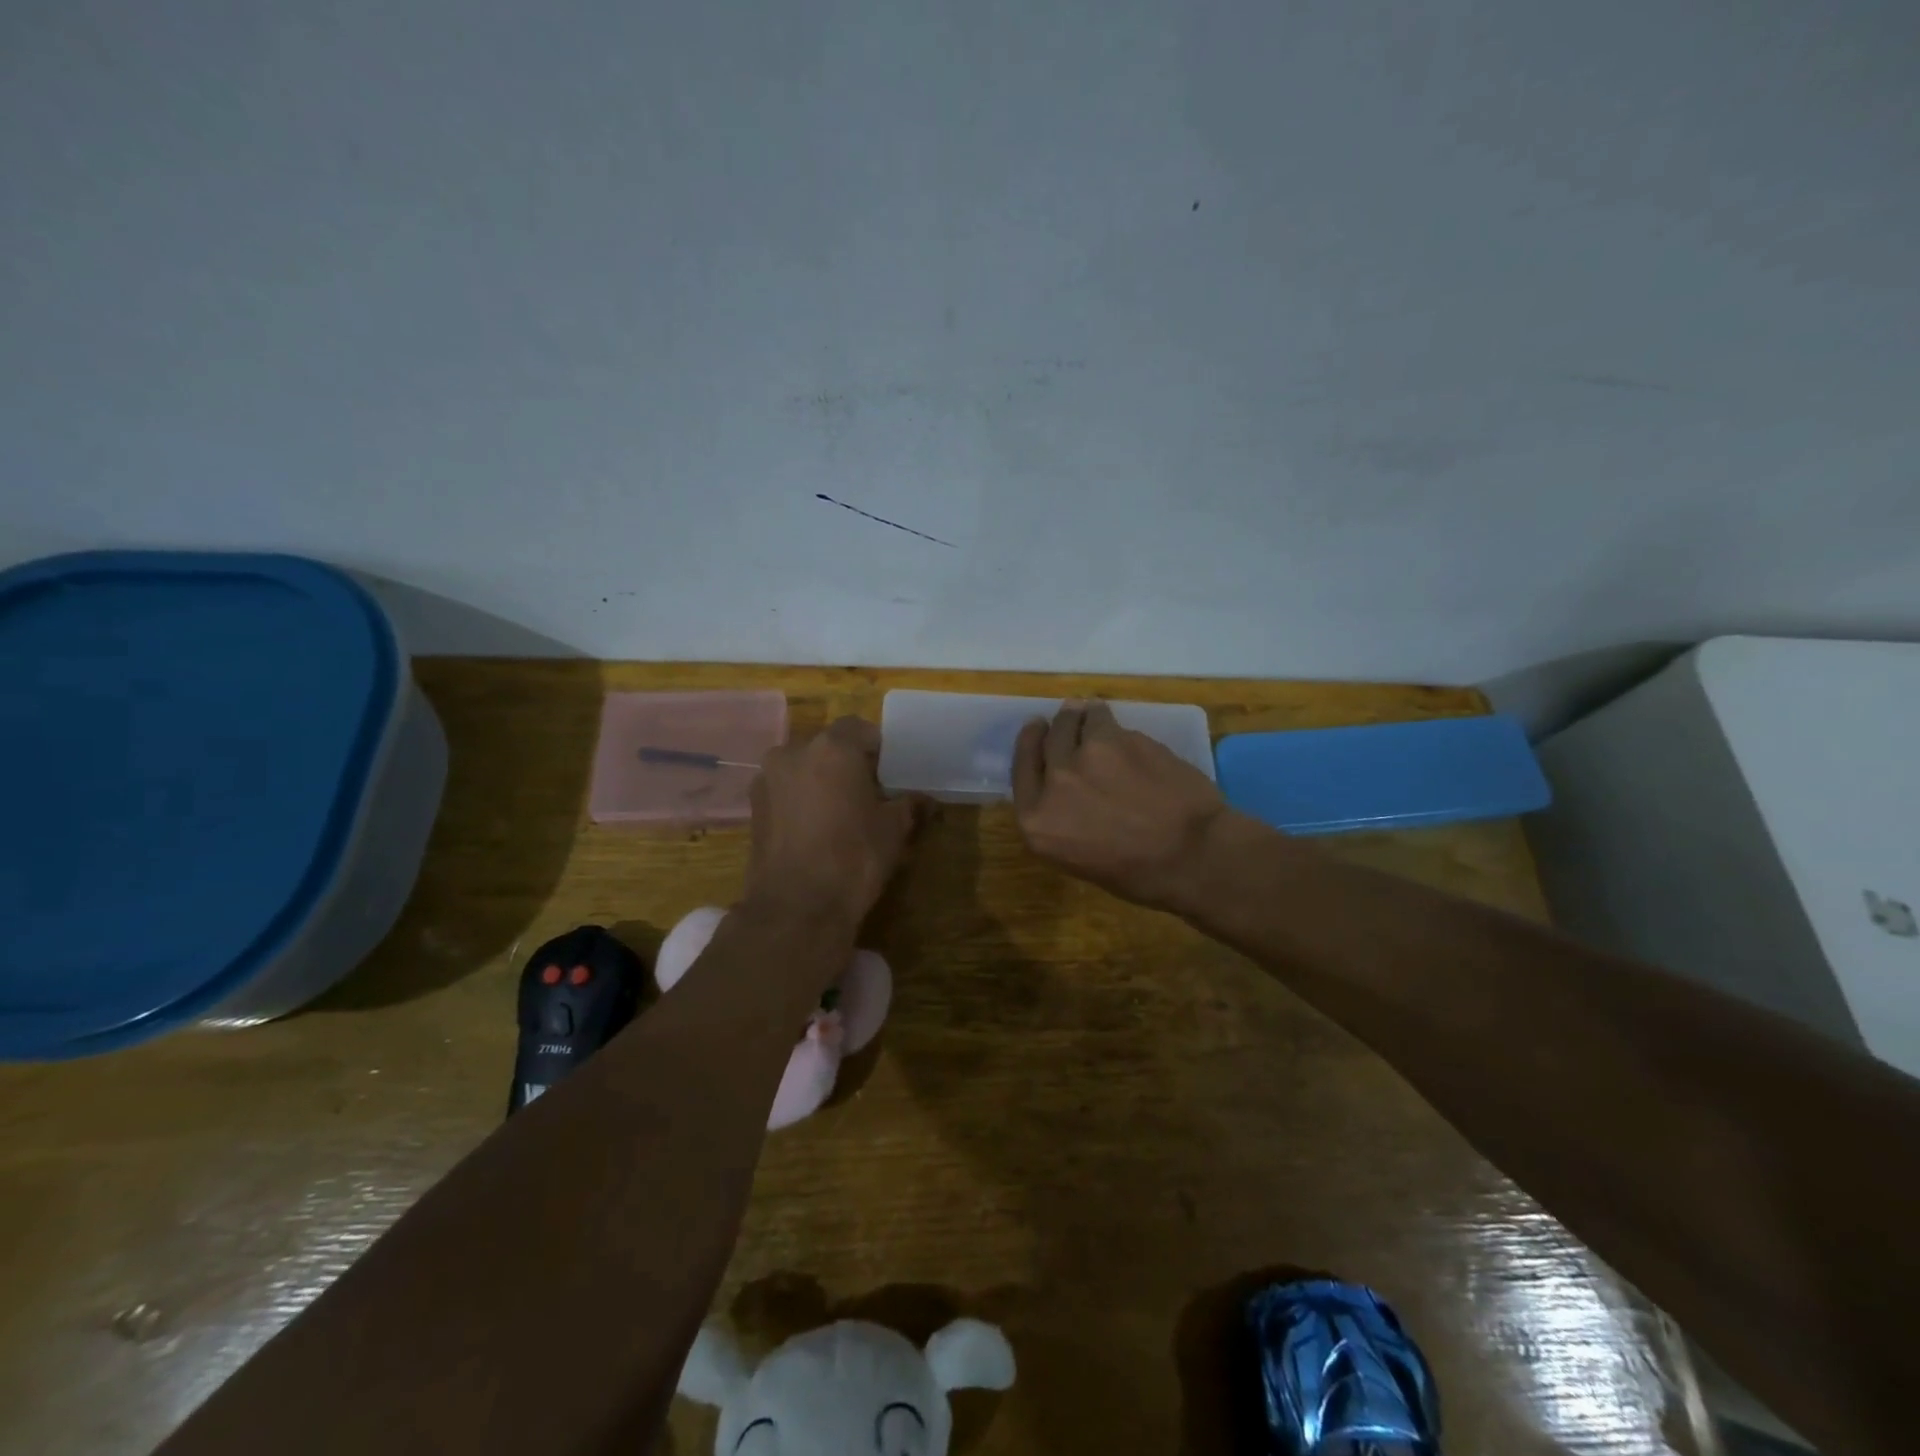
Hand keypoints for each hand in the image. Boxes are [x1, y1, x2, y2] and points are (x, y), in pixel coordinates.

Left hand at [742, 716, 922, 929]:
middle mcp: (793, 752)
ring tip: (842, 816)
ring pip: (804, 769)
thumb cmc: (854, 858)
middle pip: (828, 748)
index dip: (879, 750)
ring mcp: (767, 780)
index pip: (861, 729)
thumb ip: (910, 805)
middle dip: (849, 766)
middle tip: (870, 795)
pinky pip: (787, 792)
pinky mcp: (753, 808)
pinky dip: (802, 802)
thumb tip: (926, 801)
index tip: (891, 775)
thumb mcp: (894, 830)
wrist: (796, 908)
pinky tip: (818, 832)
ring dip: (822, 783)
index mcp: (831, 747)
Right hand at [1012, 701, 1234, 911]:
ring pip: (1077, 720)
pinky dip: (1111, 722)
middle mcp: (1054, 783)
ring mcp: (1086, 756)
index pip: (1022, 768)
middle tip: (1068, 717)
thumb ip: (1060, 816)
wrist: (1193, 855)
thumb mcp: (1077, 855)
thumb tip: (1066, 786)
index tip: (1037, 729)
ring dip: (1083, 716)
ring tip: (1094, 716)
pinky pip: (1109, 722)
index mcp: (1036, 820)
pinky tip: (1123, 730)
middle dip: (1057, 726)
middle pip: (1047, 739)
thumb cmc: (1138, 873)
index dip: (1029, 743)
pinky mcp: (1119, 738)